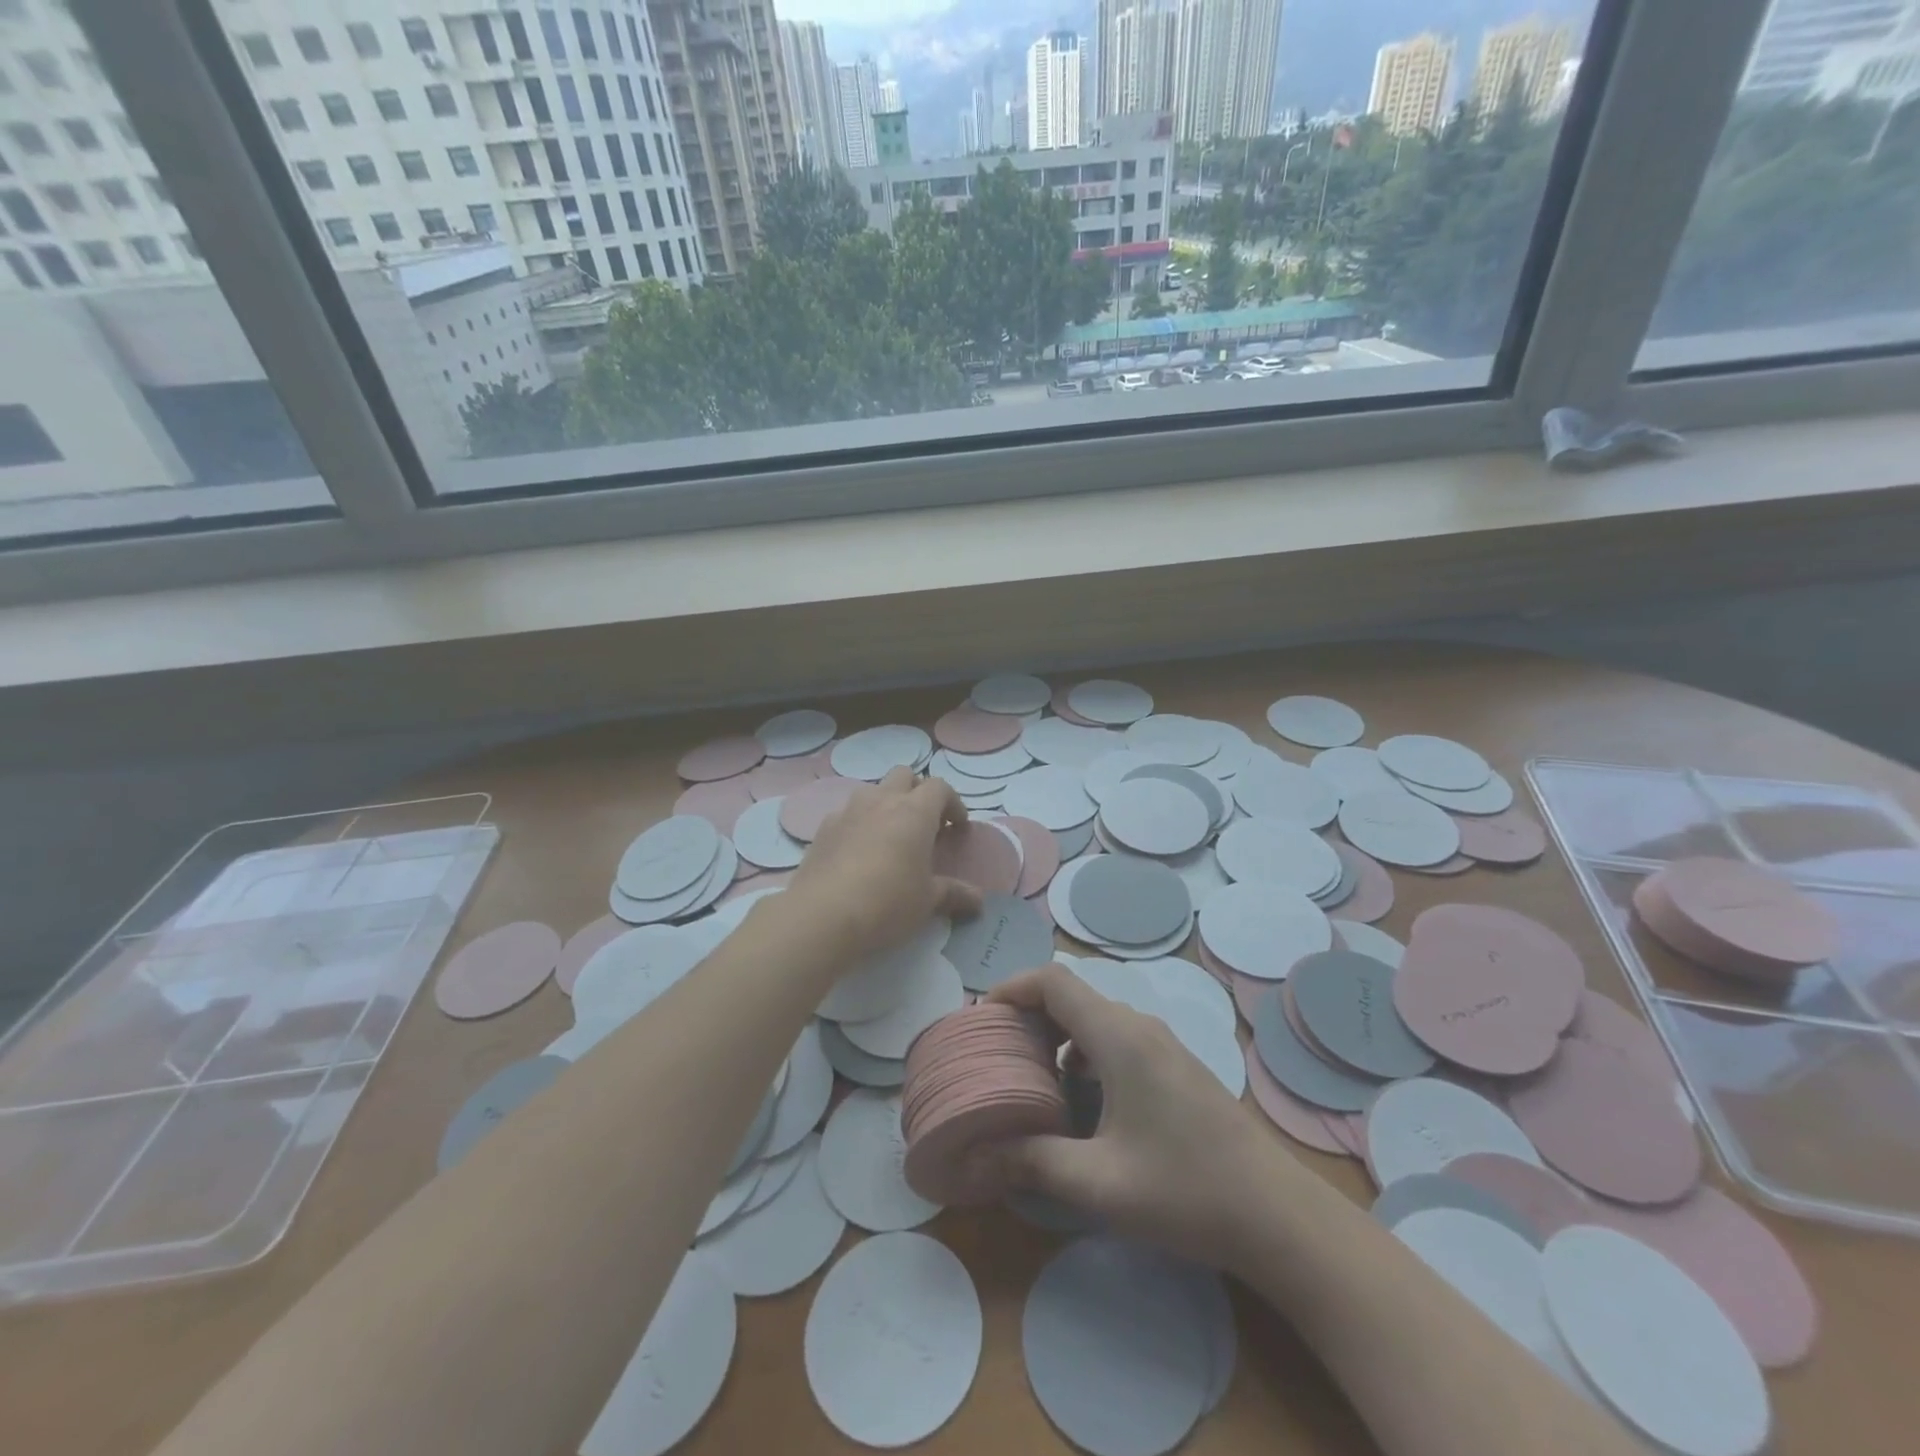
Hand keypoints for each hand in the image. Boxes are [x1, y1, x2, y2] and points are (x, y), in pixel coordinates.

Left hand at [786, 768, 983, 962]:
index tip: (957, 827)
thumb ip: (954, 894)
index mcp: (914, 812)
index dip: (953, 803)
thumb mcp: (927, 901)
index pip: (940, 787)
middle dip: (917, 791)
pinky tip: (858, 853)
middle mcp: (881, 801)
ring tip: (890, 836)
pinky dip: (859, 824)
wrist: (822, 915)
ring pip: (872, 790)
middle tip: (924, 823)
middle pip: (904, 775)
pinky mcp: (823, 828)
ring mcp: (848, 811)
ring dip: (885, 803)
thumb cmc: (887, 903)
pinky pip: (847, 814)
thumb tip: (978, 901)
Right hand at [986, 963, 1280, 1267]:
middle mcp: (1139, 1026)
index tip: (980, 1019)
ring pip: (1094, 1017)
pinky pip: (1115, 1038)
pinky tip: (1077, 1095)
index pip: (1053, 981)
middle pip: (1071, 995)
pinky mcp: (1174, 1066)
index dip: (1011, 988)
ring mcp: (1162, 1045)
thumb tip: (975, 1157)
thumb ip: (1032, 1162)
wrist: (1278, 1215)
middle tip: (995, 1052)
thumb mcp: (1100, 1184)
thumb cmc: (1186, 1191)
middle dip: (1027, 1015)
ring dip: (1055, 1034)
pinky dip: (1083, 1050)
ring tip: (1027, 1073)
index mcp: (1119, 1036)